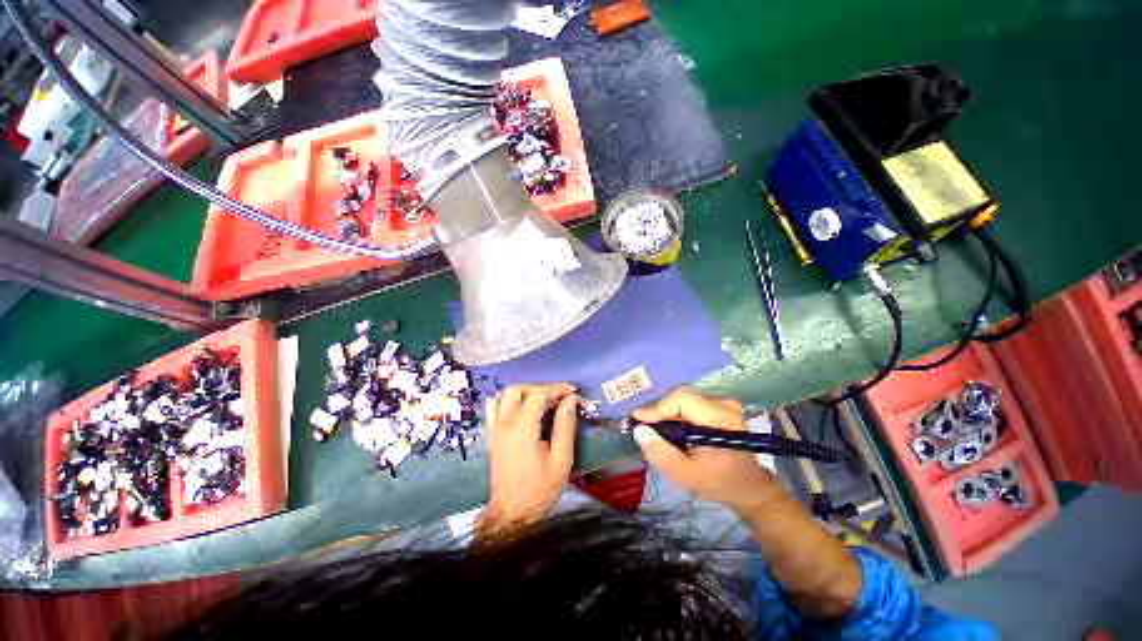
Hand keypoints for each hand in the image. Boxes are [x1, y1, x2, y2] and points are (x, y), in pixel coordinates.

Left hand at [478, 384, 577, 536]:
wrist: (512, 514)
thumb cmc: (539, 489)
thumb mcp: (561, 459)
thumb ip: (565, 426)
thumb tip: (569, 400)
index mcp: (522, 427)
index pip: (538, 394)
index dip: (556, 389)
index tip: (572, 391)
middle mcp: (504, 423)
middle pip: (519, 390)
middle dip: (541, 389)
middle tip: (558, 398)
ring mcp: (495, 428)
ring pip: (505, 395)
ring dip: (524, 393)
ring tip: (541, 402)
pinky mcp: (491, 435)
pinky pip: (494, 407)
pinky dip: (507, 401)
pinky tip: (521, 409)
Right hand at [632, 388, 783, 514]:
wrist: (749, 487)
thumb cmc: (719, 483)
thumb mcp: (686, 475)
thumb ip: (661, 453)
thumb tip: (640, 430)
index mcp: (720, 419)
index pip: (681, 399)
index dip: (657, 408)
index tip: (638, 420)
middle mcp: (724, 404)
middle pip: (681, 398)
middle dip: (661, 413)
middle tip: (647, 430)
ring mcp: (723, 402)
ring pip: (683, 400)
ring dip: (668, 414)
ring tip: (659, 432)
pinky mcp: (720, 405)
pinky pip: (690, 403)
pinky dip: (677, 415)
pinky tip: (674, 430)